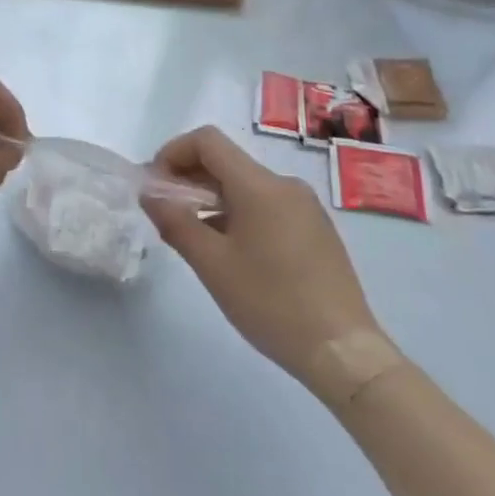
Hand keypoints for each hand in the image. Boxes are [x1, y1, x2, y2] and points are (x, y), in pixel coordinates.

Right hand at [143, 127, 396, 407]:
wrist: (345, 354)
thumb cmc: (272, 304)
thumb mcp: (213, 265)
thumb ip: (175, 222)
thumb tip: (149, 194)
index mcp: (260, 185)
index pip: (207, 141)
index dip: (173, 152)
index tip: (155, 184)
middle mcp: (285, 185)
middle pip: (226, 161)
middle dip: (189, 177)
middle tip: (165, 211)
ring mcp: (305, 207)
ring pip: (246, 185)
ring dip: (212, 197)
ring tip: (193, 235)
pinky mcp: (316, 230)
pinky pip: (266, 204)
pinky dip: (237, 212)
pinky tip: (230, 250)